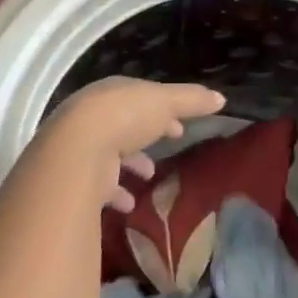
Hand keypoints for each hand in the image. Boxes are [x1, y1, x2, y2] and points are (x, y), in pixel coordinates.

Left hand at [36, 77, 223, 213]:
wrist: (77, 151)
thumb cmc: (125, 117)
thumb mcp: (166, 102)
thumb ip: (192, 101)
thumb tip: (220, 98)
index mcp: (113, 92)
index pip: (139, 96)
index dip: (162, 107)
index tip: (180, 123)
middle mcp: (94, 116)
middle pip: (124, 123)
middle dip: (146, 133)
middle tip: (170, 142)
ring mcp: (82, 146)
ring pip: (110, 153)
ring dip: (131, 164)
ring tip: (151, 176)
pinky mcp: (76, 177)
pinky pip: (99, 185)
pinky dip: (116, 193)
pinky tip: (130, 204)